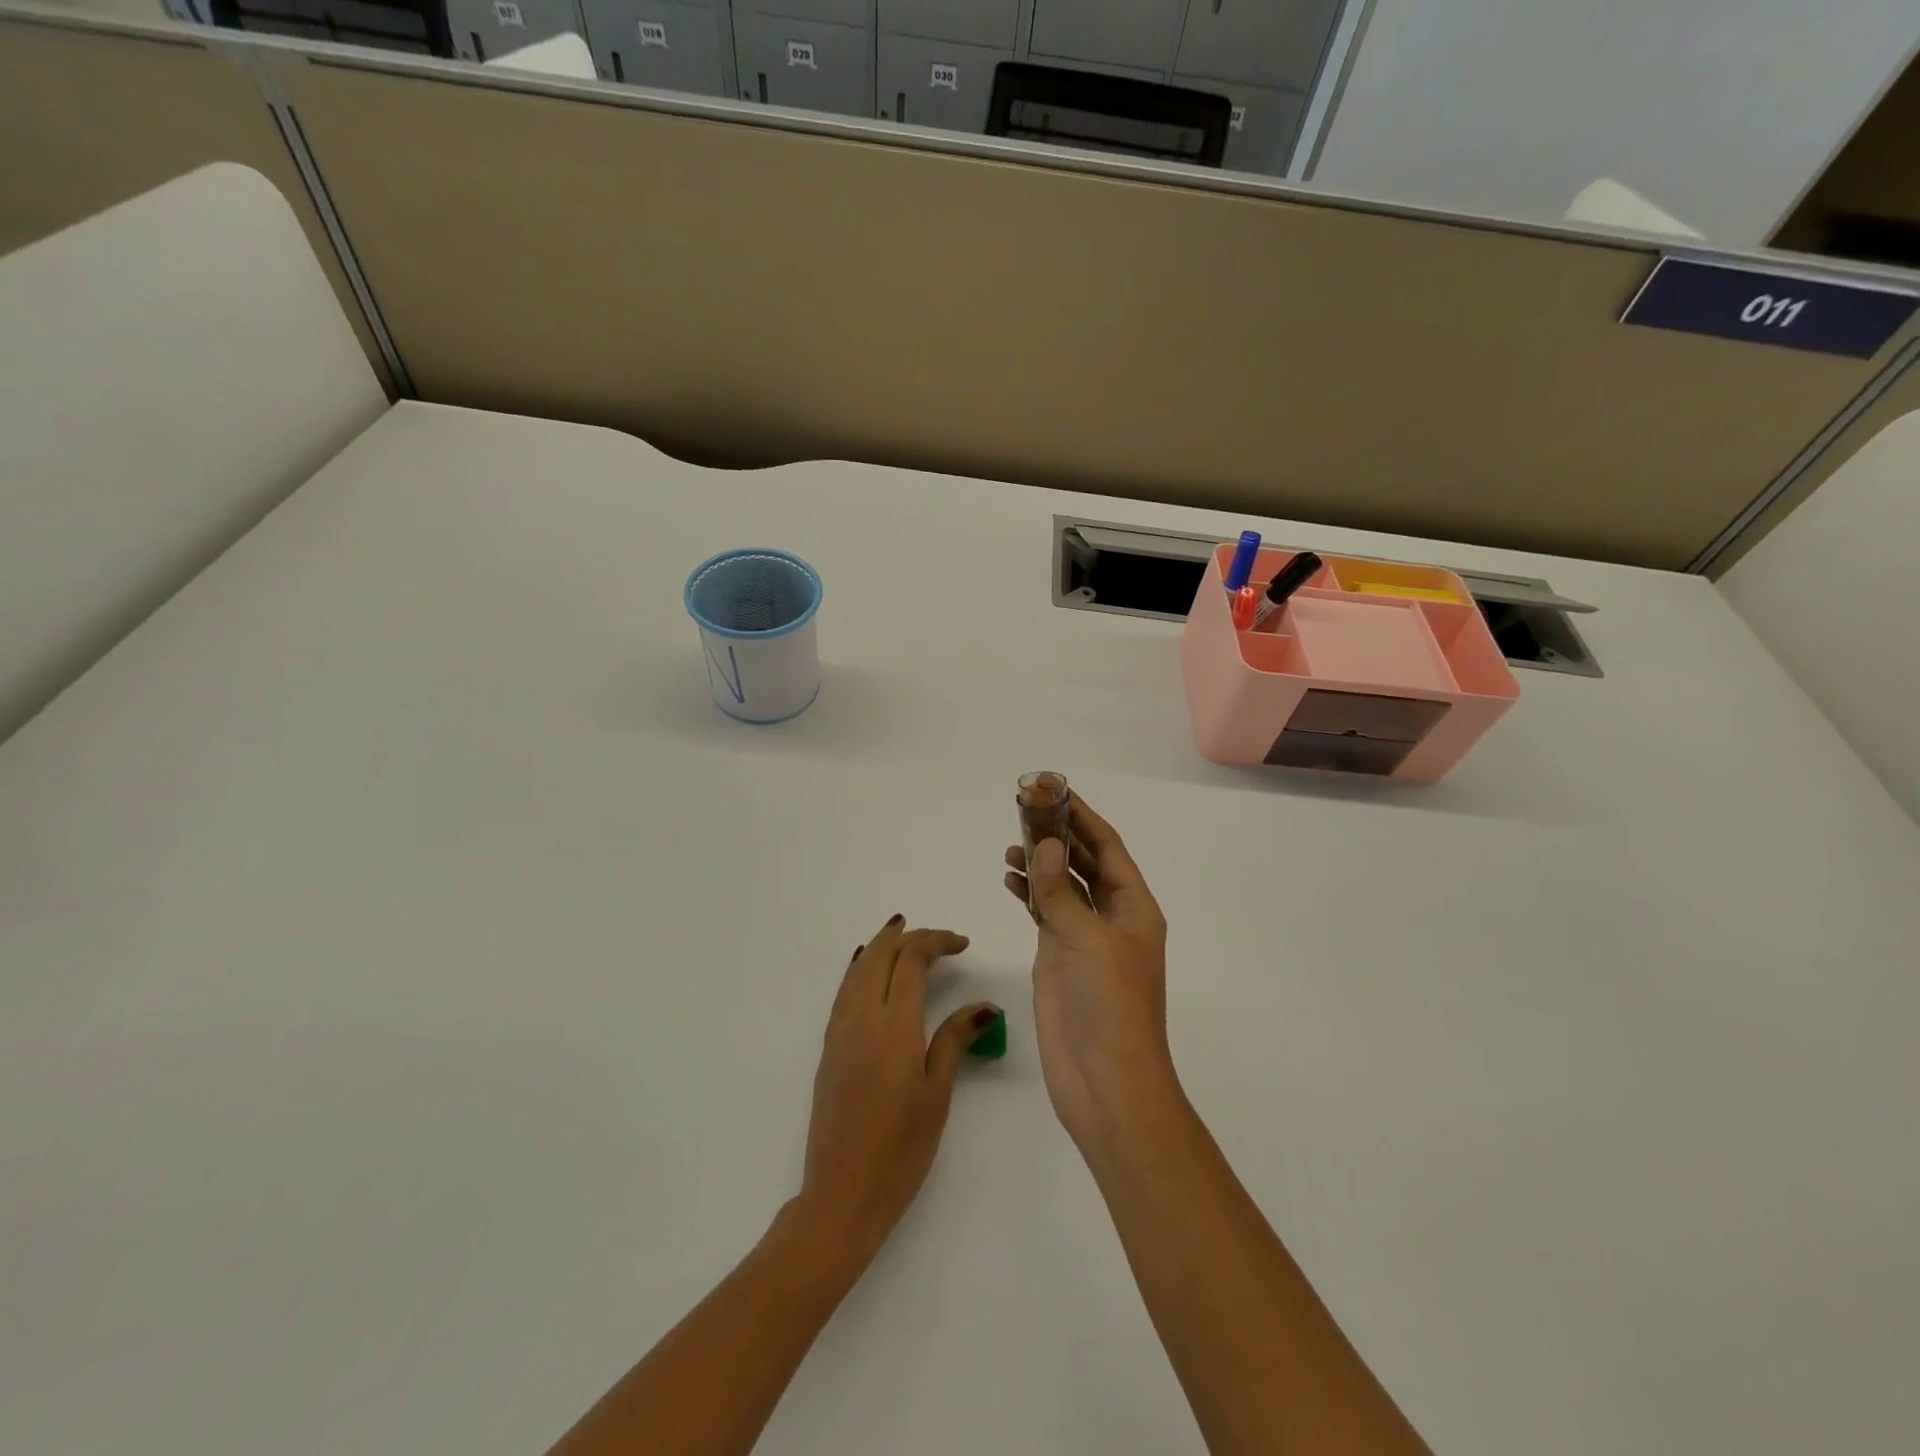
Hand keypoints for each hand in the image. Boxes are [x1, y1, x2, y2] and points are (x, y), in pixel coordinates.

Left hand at [800, 915, 997, 1261]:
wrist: (842, 1193)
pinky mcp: (829, 1047)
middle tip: (939, 939)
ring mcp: (840, 1031)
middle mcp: (862, 1018)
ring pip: (859, 969)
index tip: (962, 944)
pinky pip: (845, 990)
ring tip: (902, 934)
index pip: (912, 960)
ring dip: (882, 945)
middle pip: (882, 955)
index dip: (937, 942)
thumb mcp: (937, 1094)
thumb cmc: (901, 1149)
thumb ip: (955, 1040)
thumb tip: (983, 1004)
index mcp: (895, 1026)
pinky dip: (861, 968)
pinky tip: (866, 967)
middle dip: (910, 937)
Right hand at [1003, 795, 1176, 1158]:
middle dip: (1057, 833)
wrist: (1105, 1084)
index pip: (1107, 848)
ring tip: (1010, 843)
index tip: (1054, 790)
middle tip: (1023, 807)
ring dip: (1040, 861)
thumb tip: (1046, 845)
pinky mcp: (1059, 958)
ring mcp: (1083, 938)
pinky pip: (1044, 912)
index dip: (1082, 817)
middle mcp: (1111, 917)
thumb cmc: (1111, 1008)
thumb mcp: (1088, 943)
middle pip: (1083, 862)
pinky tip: (1009, 878)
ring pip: (1061, 885)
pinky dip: (1028, 893)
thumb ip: (1061, 893)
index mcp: (1134, 908)